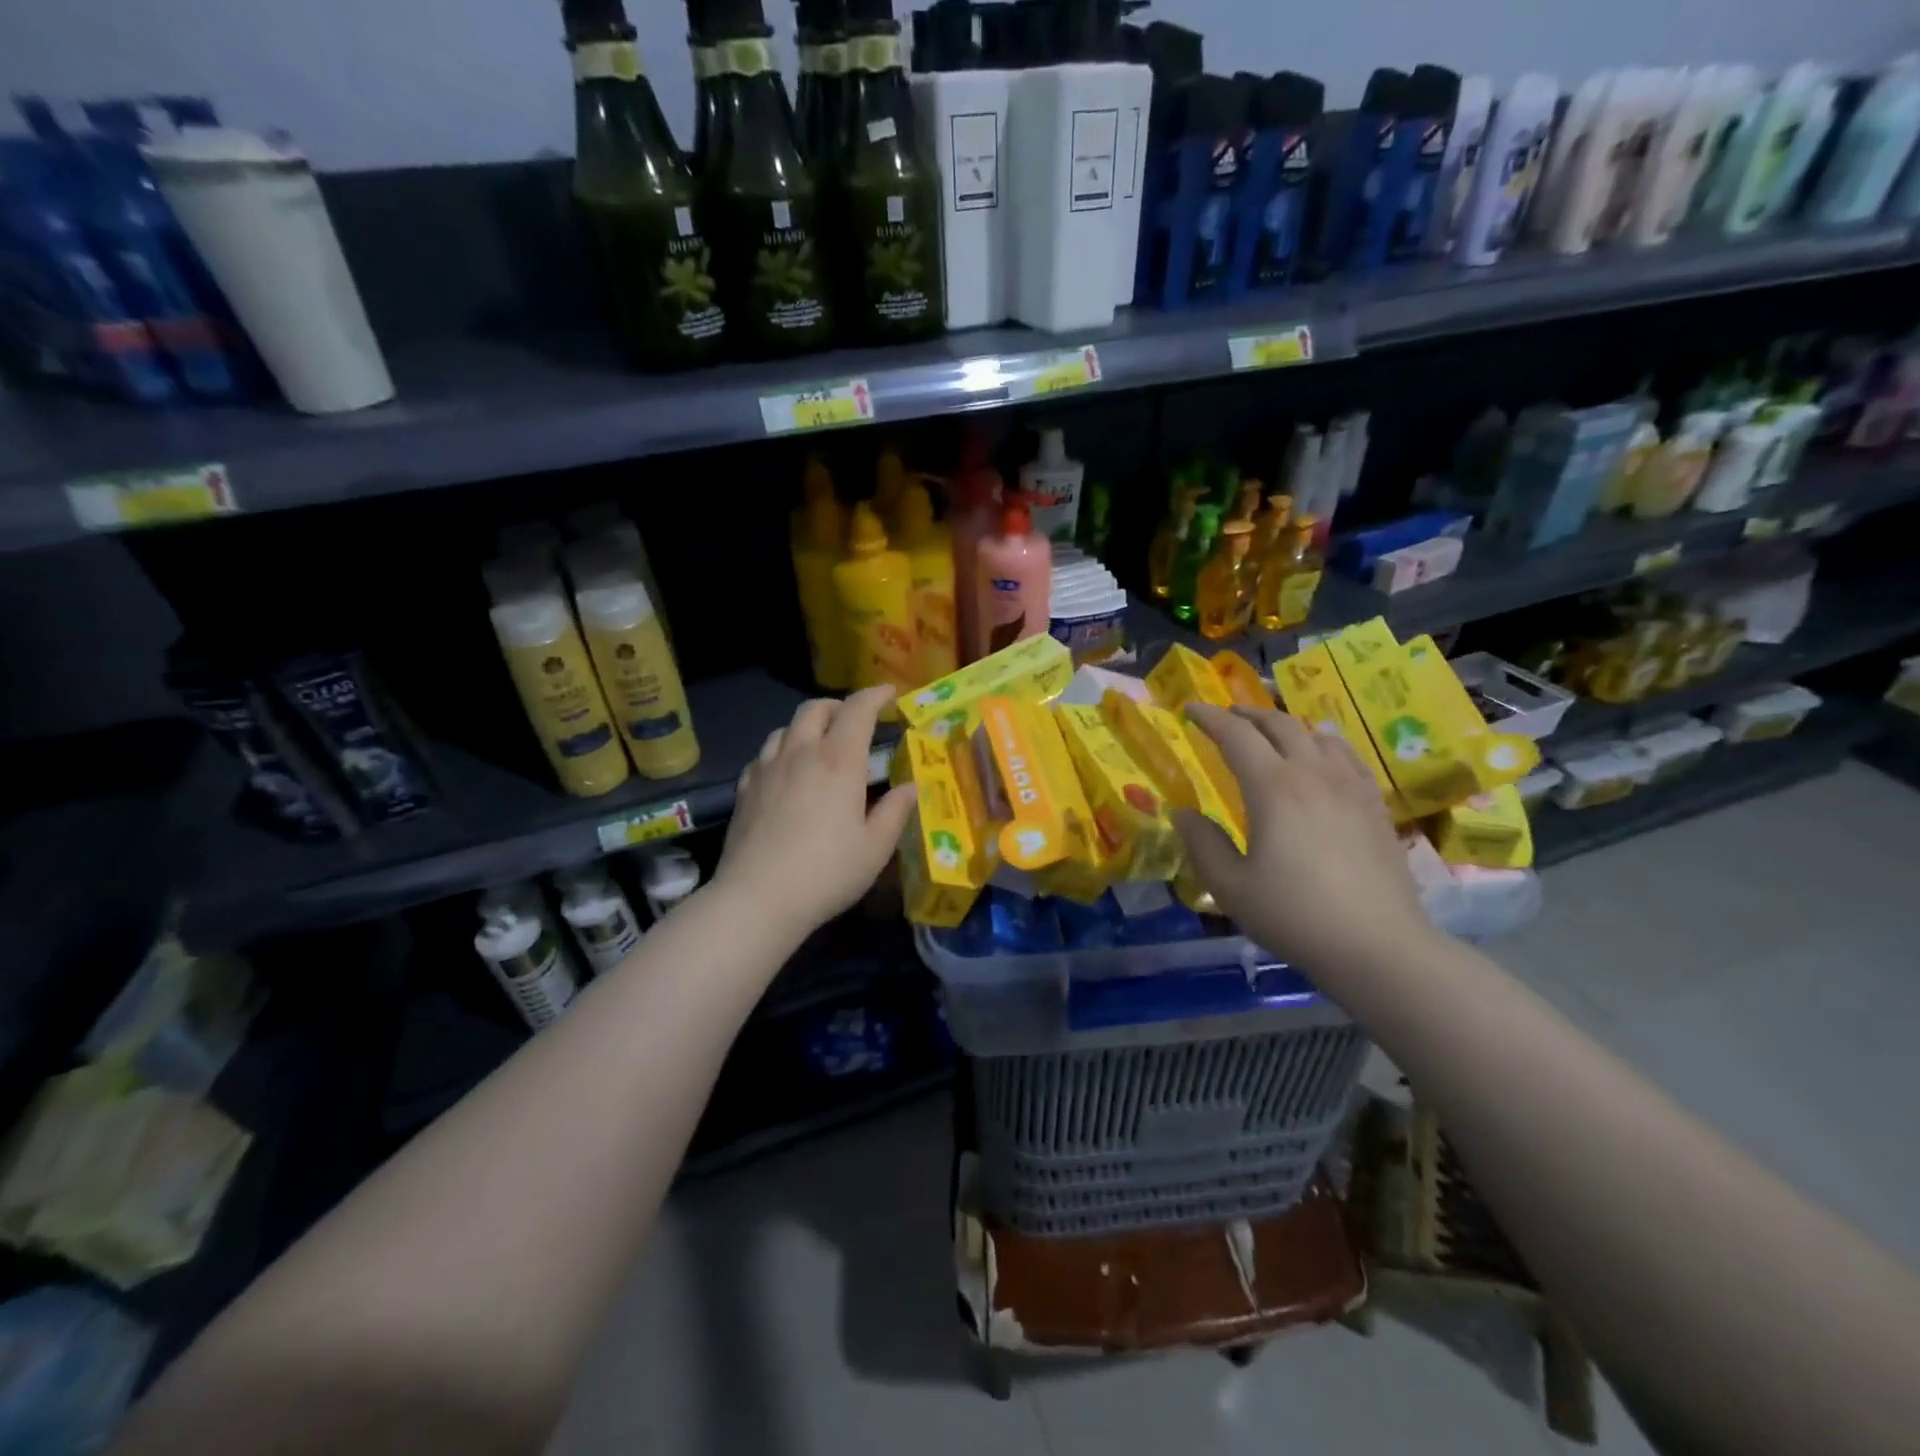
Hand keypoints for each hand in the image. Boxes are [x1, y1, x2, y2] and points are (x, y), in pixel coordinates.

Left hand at [714, 686, 917, 938]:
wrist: (757, 898)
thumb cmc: (827, 872)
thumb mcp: (875, 847)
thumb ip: (896, 811)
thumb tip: (910, 787)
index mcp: (839, 760)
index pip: (858, 709)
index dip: (875, 695)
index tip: (889, 694)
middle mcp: (801, 752)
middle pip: (815, 708)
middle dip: (839, 706)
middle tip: (855, 721)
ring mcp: (767, 768)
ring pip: (786, 728)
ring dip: (808, 726)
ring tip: (820, 745)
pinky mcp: (744, 788)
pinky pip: (765, 754)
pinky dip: (783, 751)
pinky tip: (788, 773)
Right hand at [1176, 704, 1432, 974]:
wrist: (1378, 946)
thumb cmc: (1295, 916)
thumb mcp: (1231, 887)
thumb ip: (1202, 844)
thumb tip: (1181, 814)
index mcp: (1273, 788)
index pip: (1236, 736)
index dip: (1210, 719)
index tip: (1189, 710)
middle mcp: (1313, 774)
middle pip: (1279, 725)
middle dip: (1247, 714)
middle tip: (1225, 716)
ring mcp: (1350, 787)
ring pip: (1317, 735)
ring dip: (1286, 726)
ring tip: (1270, 734)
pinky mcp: (1374, 805)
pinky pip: (1347, 757)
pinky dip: (1323, 745)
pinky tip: (1321, 758)